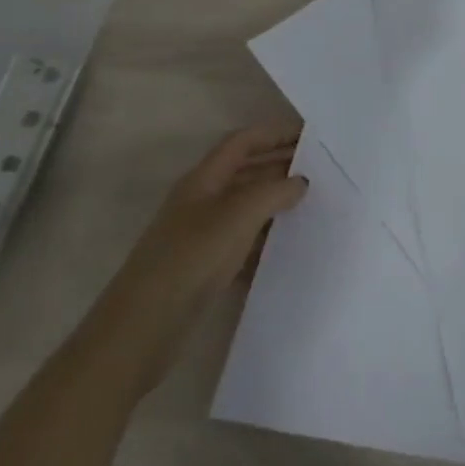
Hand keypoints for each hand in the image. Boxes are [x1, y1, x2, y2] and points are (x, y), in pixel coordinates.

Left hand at [73, 121, 308, 400]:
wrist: (140, 332)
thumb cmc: (190, 260)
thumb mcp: (238, 216)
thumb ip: (274, 191)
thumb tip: (301, 182)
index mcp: (204, 179)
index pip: (244, 141)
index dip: (276, 133)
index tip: (313, 136)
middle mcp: (203, 201)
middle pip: (248, 171)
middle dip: (283, 166)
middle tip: (324, 170)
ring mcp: (203, 236)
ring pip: (248, 208)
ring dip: (278, 204)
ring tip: (316, 206)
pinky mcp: (206, 268)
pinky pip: (244, 243)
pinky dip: (267, 240)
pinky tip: (292, 248)